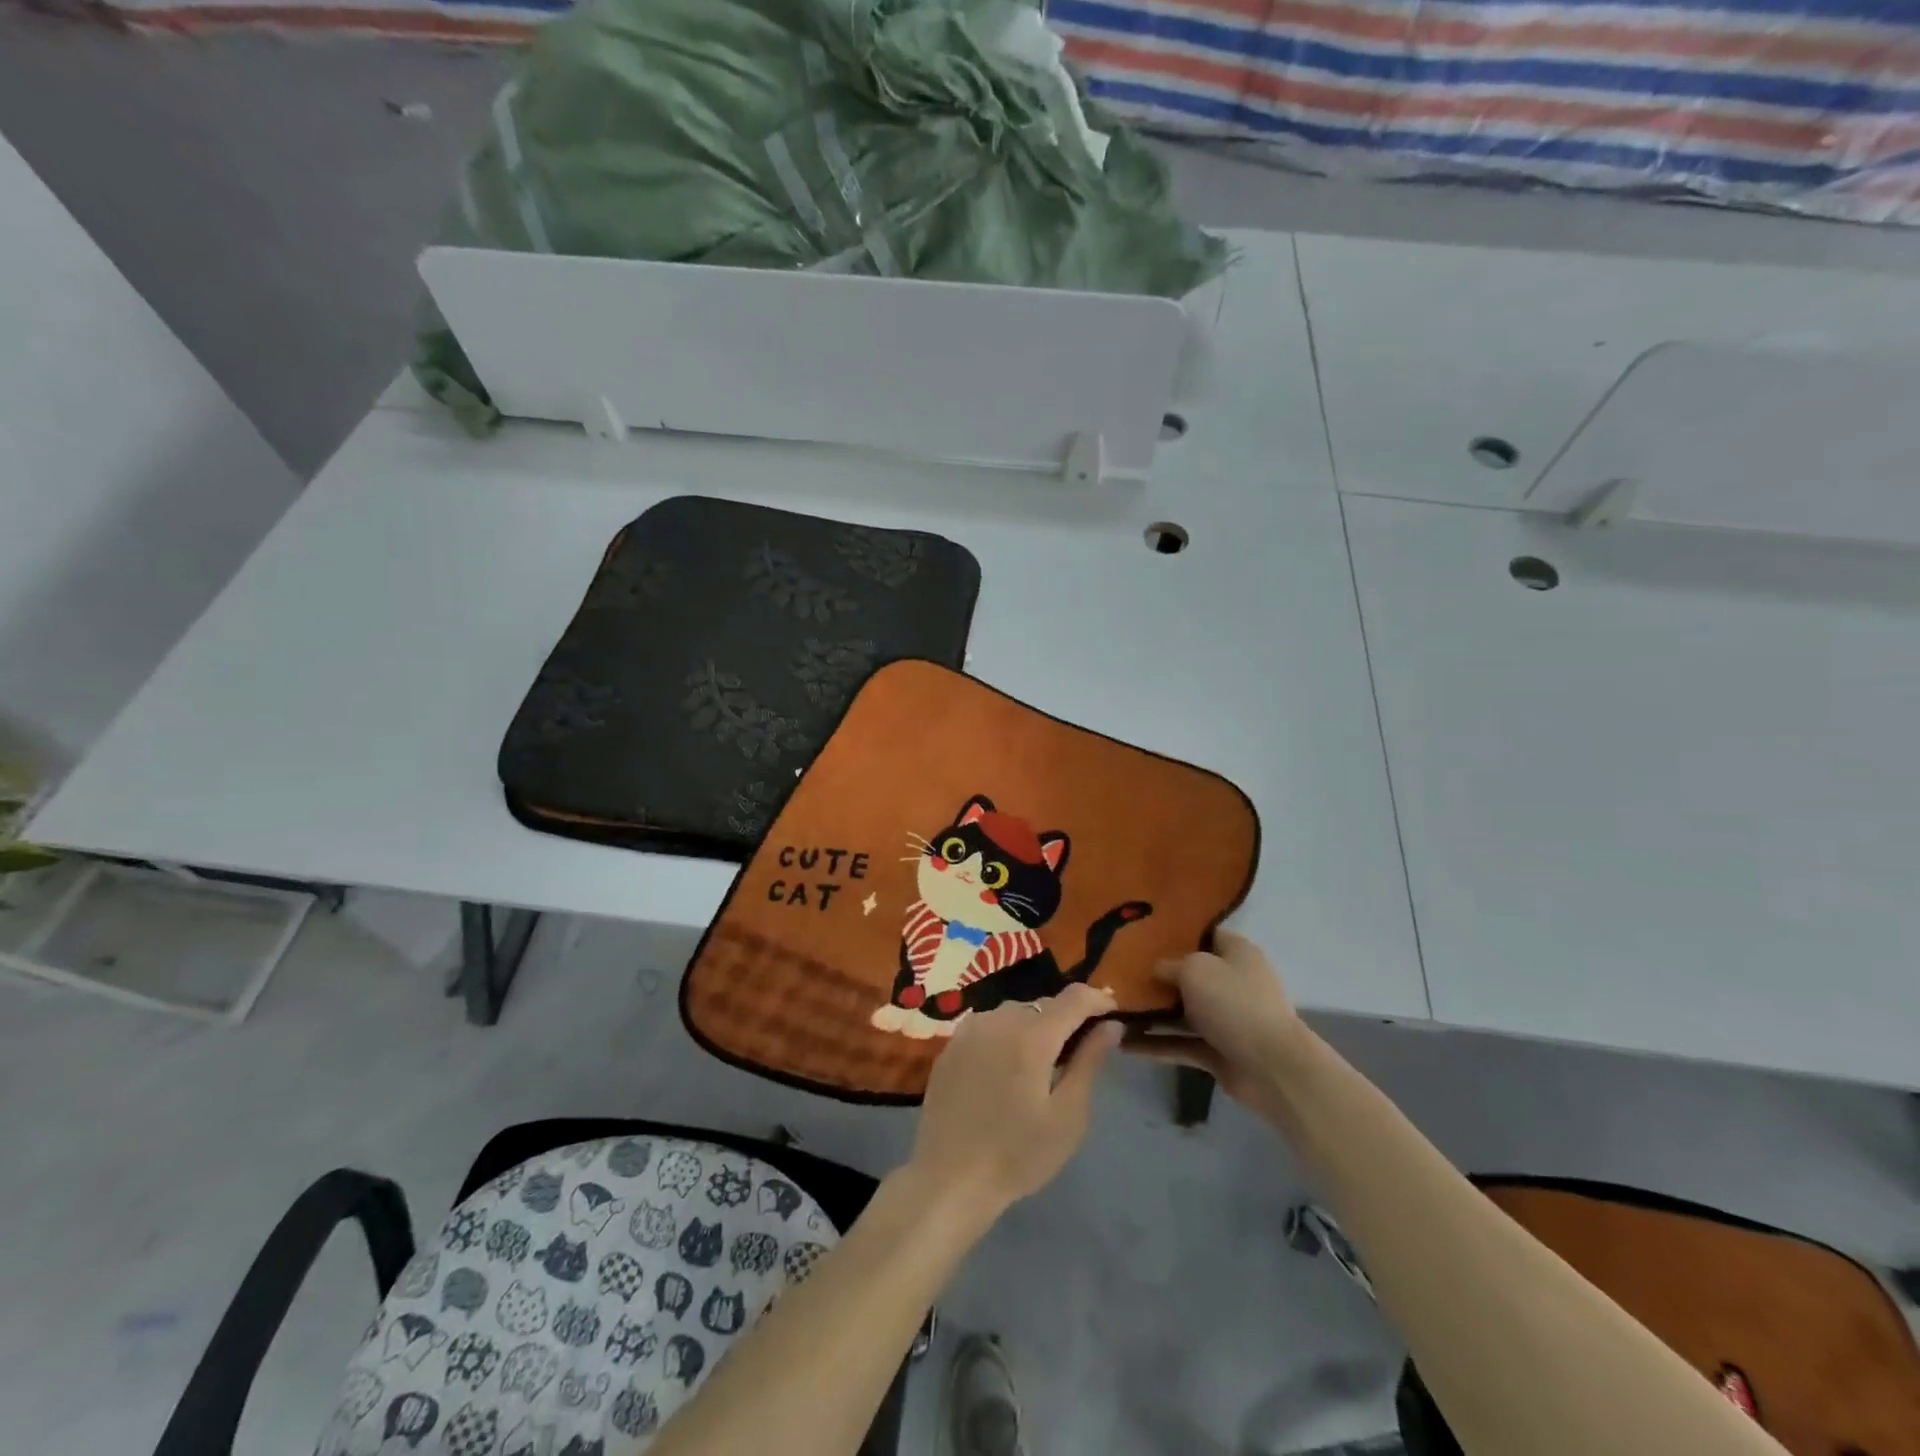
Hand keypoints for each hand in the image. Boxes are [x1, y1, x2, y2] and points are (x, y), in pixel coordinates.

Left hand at [905, 984, 1123, 1220]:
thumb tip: (1111, 1025)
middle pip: (1043, 1005)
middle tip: (1078, 1053)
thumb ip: (1089, 1061)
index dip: (1097, 1000)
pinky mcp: (951, 1044)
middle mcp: (999, 1020)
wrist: (950, 1179)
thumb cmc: (1018, 1155)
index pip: (1073, 998)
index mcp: (1031, 1036)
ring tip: (1041, 1065)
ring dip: (1034, 1027)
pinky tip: (1006, 1070)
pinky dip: (1006, 1036)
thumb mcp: (1067, 1115)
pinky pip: (989, 1026)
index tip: (1112, 1014)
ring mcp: (970, 1029)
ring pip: (1015, 1013)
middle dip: (1066, 1020)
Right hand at [1125, 930, 1308, 1116]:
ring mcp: (1224, 1019)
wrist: (1271, 1067)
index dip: (1175, 932)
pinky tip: (1122, 1043)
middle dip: (1156, 975)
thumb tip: (1155, 969)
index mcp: (1236, 953)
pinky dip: (1155, 1045)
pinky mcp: (1216, 1051)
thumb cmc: (1234, 1003)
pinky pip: (1179, 1044)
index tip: (1141, 932)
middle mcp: (1231, 982)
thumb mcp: (1195, 969)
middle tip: (1118, 970)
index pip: (1204, 933)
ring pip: (1181, 1011)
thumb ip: (1169, 965)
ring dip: (1151, 1013)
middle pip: (1188, 974)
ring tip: (1112, 1008)